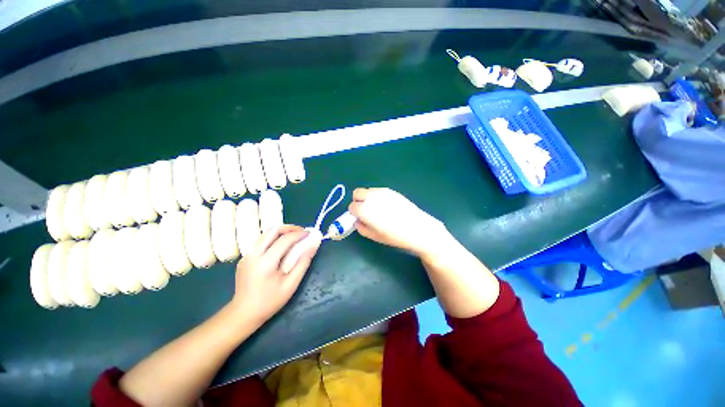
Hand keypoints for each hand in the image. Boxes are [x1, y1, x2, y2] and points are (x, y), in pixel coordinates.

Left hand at [230, 225, 319, 322]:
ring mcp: (247, 255)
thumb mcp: (291, 285)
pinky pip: (261, 242)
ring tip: (293, 237)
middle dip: (289, 228)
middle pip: (272, 231)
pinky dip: (274, 239)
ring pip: (265, 234)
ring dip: (281, 232)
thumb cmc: (269, 301)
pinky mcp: (245, 258)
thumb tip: (313, 246)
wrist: (243, 313)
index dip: (299, 234)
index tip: (310, 234)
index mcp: (266, 262)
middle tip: (301, 232)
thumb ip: (303, 263)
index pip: (285, 240)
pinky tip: (281, 247)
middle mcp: (254, 254)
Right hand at [348, 188, 449, 256]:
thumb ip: (361, 227)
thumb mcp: (374, 236)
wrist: (417, 228)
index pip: (351, 207)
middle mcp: (371, 197)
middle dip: (358, 202)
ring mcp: (382, 191)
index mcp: (364, 209)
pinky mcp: (391, 191)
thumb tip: (358, 221)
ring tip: (377, 209)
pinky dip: (377, 197)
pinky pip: (378, 191)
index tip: (361, 219)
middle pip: (356, 193)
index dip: (354, 214)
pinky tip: (387, 207)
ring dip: (367, 198)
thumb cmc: (394, 235)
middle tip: (365, 212)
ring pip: (367, 190)